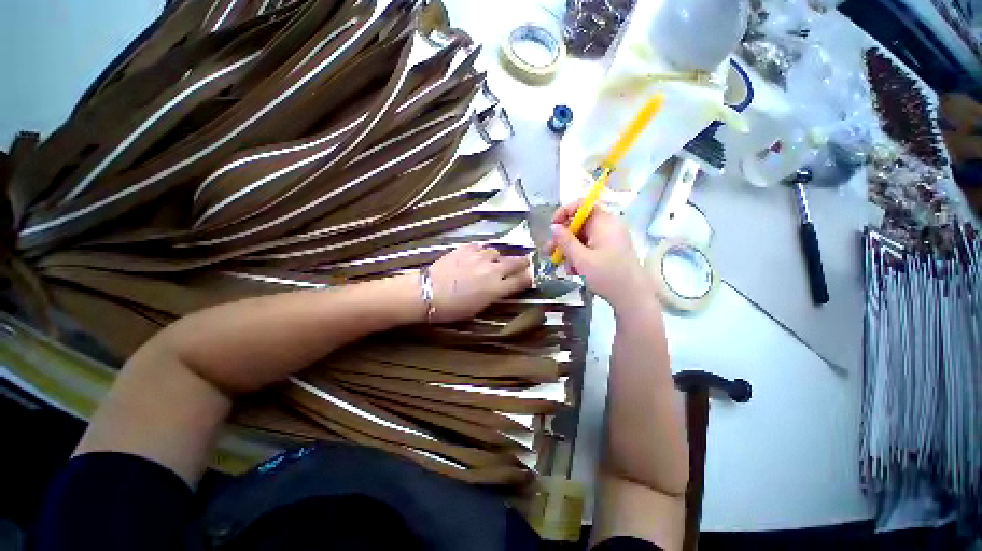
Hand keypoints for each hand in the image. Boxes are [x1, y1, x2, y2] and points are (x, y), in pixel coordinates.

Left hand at [427, 243, 531, 322]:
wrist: (426, 292)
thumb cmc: (452, 308)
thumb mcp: (479, 308)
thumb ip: (495, 295)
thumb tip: (503, 287)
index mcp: (496, 288)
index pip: (522, 280)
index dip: (529, 277)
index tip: (531, 275)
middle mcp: (492, 269)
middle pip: (515, 262)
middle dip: (522, 263)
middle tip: (523, 263)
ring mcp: (479, 256)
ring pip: (497, 252)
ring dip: (498, 258)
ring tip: (492, 262)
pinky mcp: (466, 247)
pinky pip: (481, 247)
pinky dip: (482, 252)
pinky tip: (476, 257)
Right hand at [546, 201, 651, 308]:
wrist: (632, 298)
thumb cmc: (607, 275)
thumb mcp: (581, 259)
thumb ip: (565, 241)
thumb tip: (553, 227)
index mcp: (604, 222)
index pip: (582, 205)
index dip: (564, 212)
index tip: (552, 226)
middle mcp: (608, 227)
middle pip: (579, 223)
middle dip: (563, 237)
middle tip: (549, 251)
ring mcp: (609, 239)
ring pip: (582, 237)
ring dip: (569, 250)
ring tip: (561, 265)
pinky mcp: (609, 251)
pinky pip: (589, 247)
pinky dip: (579, 256)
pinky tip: (573, 270)